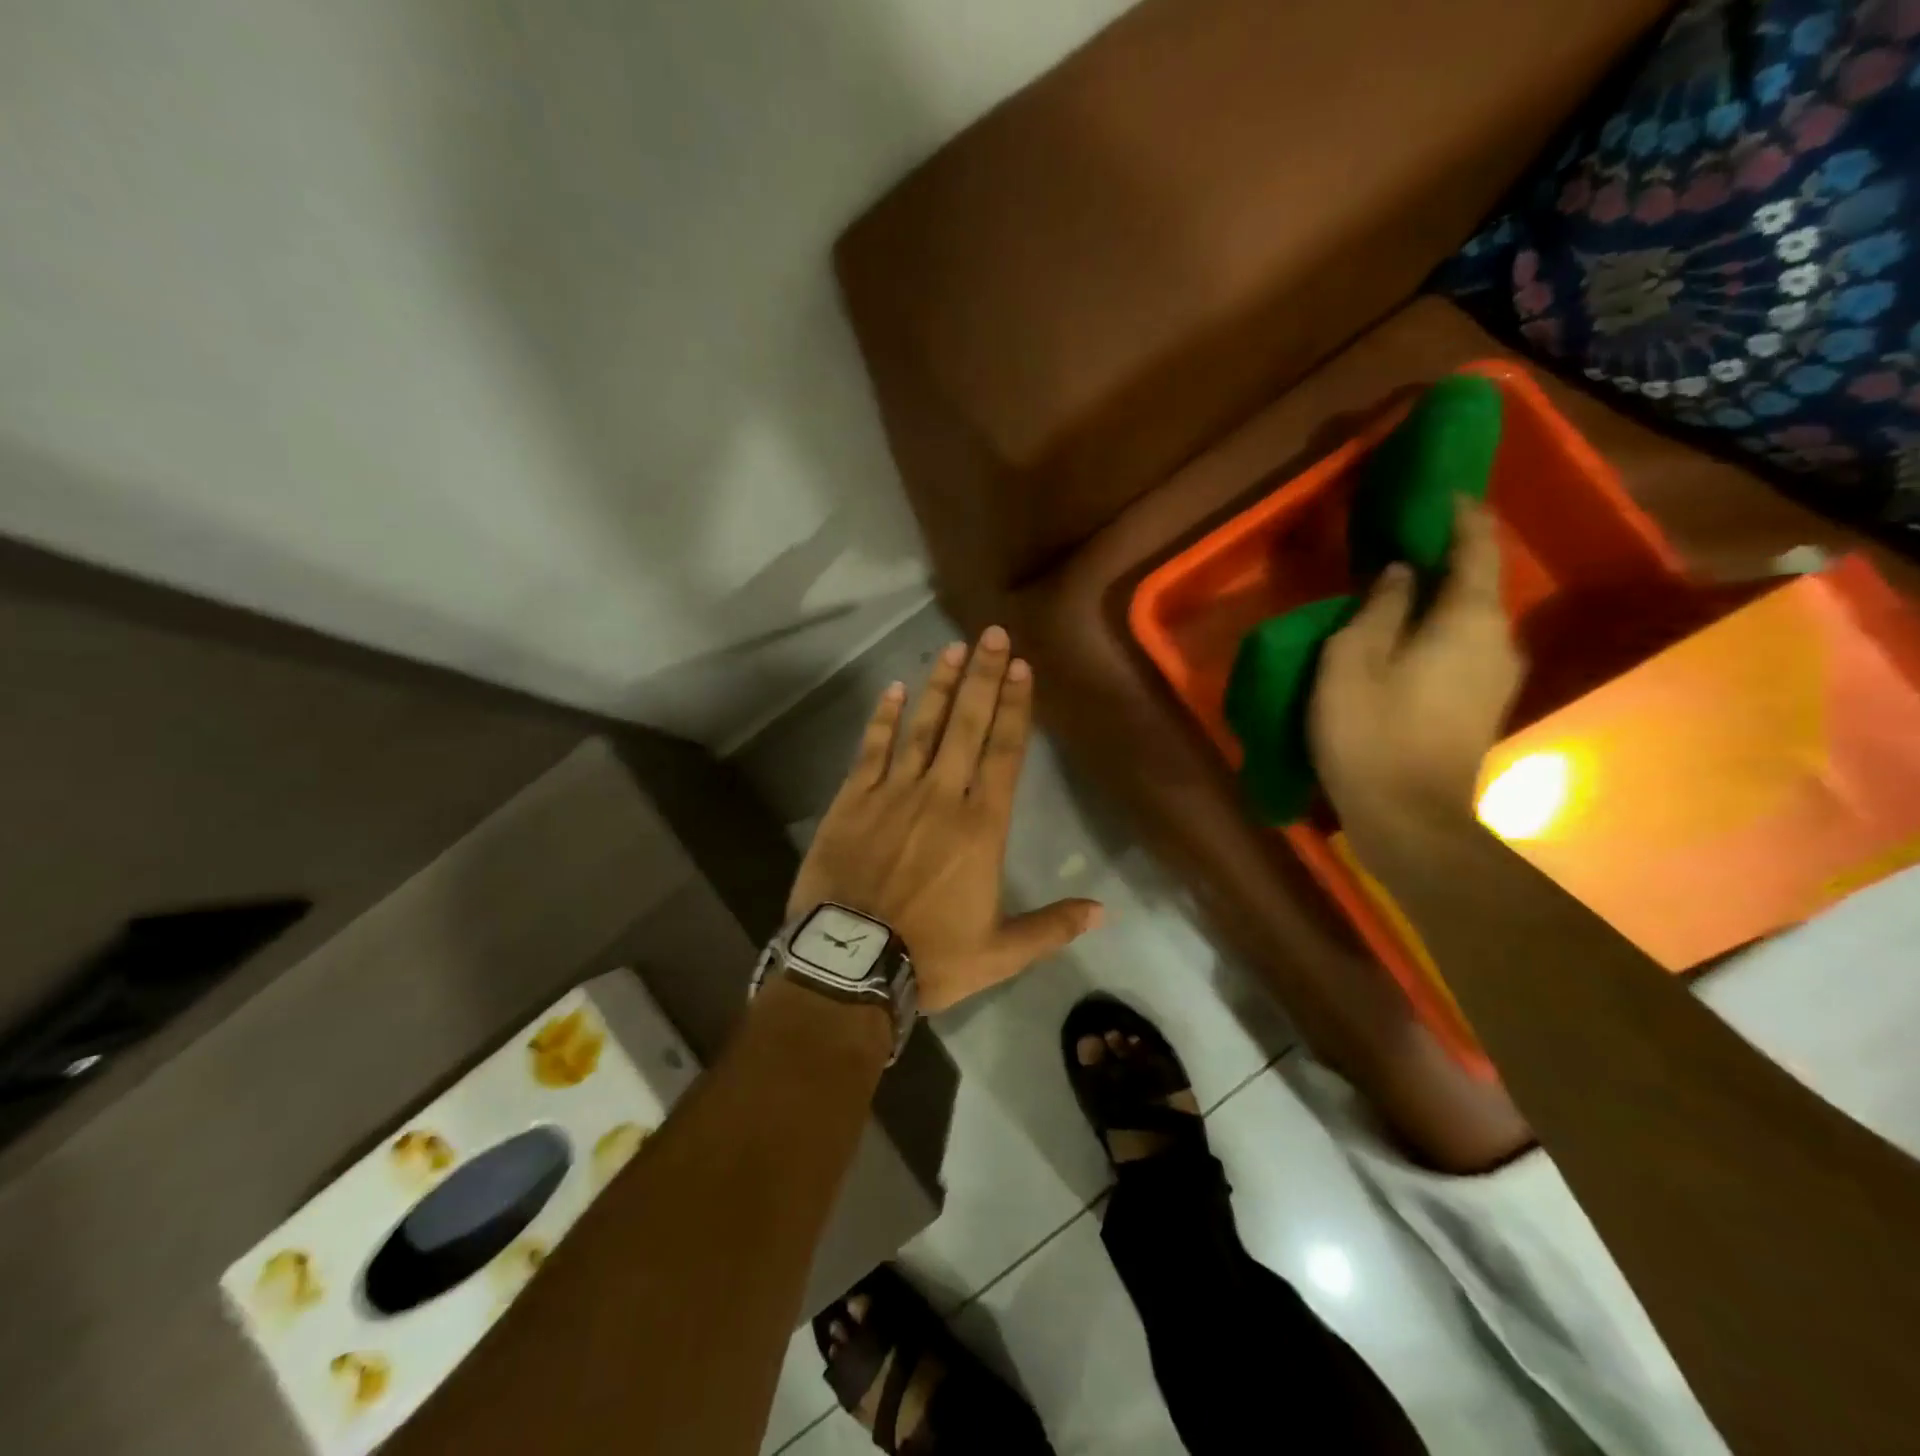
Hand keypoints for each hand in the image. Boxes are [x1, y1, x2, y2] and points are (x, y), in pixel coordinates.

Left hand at [788, 627, 1102, 1011]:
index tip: (1023, 668)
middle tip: (993, 635)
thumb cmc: (930, 957)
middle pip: (968, 726)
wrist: (849, 964)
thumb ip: (1050, 927)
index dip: (1017, 708)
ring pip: (922, 727)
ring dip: (940, 686)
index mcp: (981, 827)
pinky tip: (892, 689)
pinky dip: (882, 719)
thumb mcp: (999, 953)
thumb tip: (1103, 911)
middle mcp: (941, 797)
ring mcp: (893, 793)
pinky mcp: (851, 800)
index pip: (1005, 753)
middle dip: (984, 678)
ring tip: (953, 649)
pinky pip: (870, 749)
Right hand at [1309, 499, 1525, 871]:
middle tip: (1404, 543)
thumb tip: (1402, 573)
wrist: (1411, 820)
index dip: (1460, 516)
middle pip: (1479, 583)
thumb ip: (1378, 608)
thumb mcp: (1352, 662)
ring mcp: (1497, 678)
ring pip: (1470, 619)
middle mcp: (1498, 640)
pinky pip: (1465, 648)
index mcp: (1468, 619)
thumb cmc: (1371, 734)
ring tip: (1399, 592)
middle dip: (1447, 558)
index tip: (1439, 492)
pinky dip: (1440, 632)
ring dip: (1440, 599)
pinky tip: (1407, 642)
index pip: (1476, 548)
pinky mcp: (1483, 707)